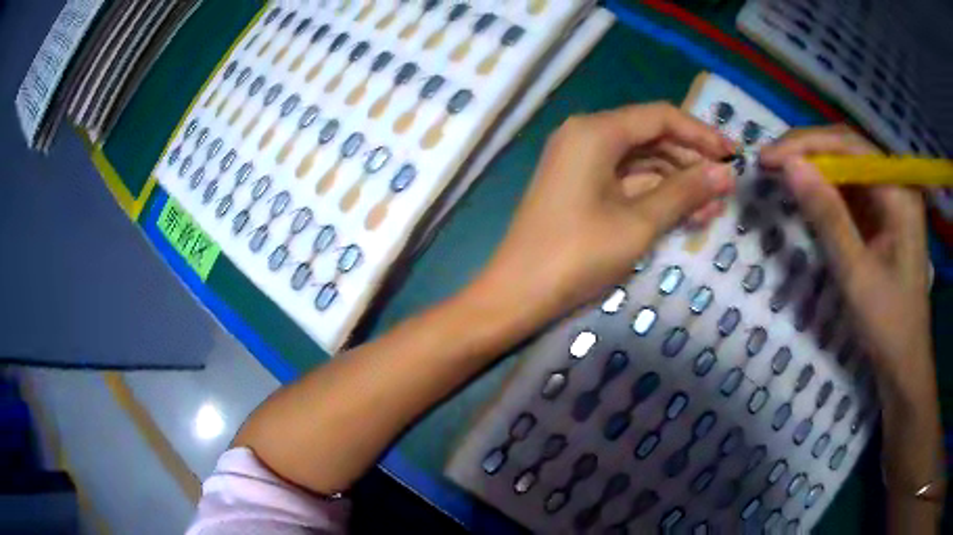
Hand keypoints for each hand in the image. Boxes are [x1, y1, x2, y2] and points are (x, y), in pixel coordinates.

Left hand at [474, 103, 735, 326]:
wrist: (517, 294)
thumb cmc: (578, 255)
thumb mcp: (639, 222)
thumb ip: (685, 192)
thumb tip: (726, 173)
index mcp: (596, 131)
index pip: (660, 117)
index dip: (701, 133)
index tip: (733, 155)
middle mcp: (586, 136)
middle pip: (651, 137)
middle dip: (692, 161)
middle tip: (727, 186)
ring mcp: (581, 162)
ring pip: (642, 162)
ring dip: (678, 182)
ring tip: (715, 207)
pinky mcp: (580, 187)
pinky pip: (627, 182)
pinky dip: (656, 195)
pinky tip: (687, 213)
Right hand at [760, 126, 933, 401]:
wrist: (904, 363)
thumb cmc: (887, 324)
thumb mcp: (856, 273)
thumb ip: (826, 215)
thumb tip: (789, 166)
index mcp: (899, 191)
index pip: (849, 146)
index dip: (807, 145)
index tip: (768, 158)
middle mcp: (896, 184)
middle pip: (848, 149)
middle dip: (808, 152)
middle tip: (769, 164)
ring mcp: (891, 200)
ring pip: (848, 167)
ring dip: (815, 169)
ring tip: (780, 175)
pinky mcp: (883, 217)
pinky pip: (852, 190)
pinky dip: (827, 190)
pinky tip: (807, 195)